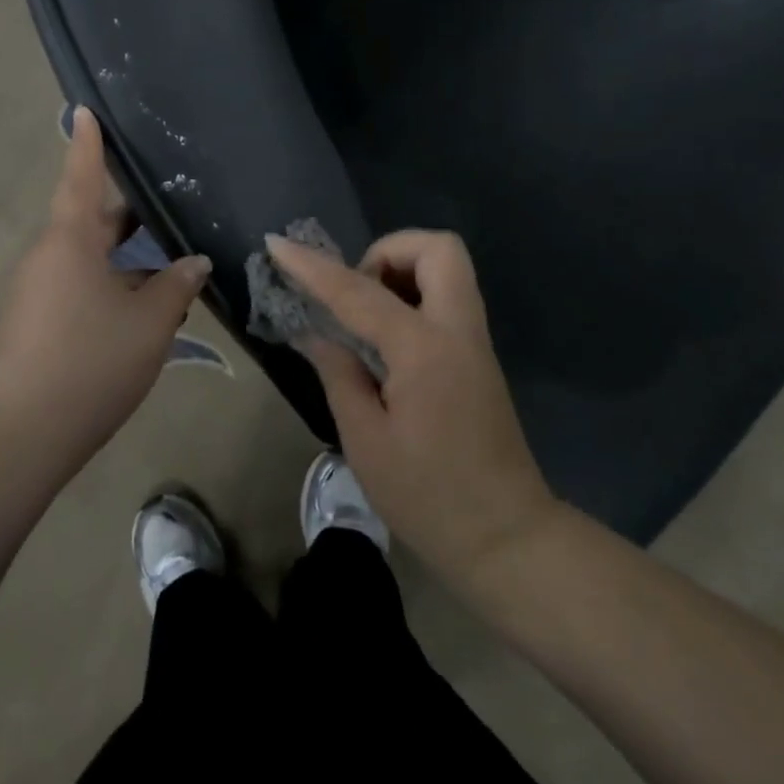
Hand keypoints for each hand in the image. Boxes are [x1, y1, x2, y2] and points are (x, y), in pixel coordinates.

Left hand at [0, 107, 212, 461]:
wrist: (26, 432)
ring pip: (86, 256)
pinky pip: (77, 284)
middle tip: (166, 203)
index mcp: (70, 240)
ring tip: (167, 259)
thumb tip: (194, 262)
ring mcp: (37, 289)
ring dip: (123, 255)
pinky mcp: (35, 320)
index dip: (88, 145)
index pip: (82, 178)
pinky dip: (109, 282)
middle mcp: (48, 255)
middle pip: (89, 219)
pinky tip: (142, 304)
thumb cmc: (92, 360)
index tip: (84, 110)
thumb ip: (176, 285)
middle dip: (127, 213)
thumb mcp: (150, 321)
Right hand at [266, 229, 562, 586]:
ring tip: (365, 318)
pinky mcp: (478, 356)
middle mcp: (457, 331)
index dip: (312, 266)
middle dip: (388, 251)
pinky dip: (413, 296)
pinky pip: (447, 297)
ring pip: (447, 267)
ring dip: (402, 271)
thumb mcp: (366, 441)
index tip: (277, 244)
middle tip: (355, 293)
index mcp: (423, 350)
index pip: (359, 291)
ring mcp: (474, 341)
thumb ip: (339, 374)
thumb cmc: (428, 497)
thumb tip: (316, 334)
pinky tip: (385, 340)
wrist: (506, 538)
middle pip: (437, 248)